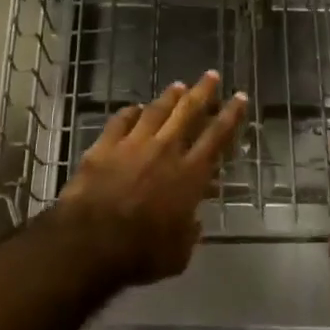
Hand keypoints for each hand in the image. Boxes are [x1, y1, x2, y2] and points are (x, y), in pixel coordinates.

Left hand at [57, 71, 246, 286]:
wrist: (91, 242)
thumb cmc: (141, 253)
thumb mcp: (178, 254)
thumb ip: (189, 233)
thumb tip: (192, 222)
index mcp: (190, 175)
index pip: (217, 137)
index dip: (231, 115)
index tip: (239, 97)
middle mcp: (165, 151)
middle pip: (188, 112)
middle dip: (203, 91)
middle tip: (211, 75)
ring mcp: (133, 144)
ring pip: (156, 110)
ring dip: (169, 97)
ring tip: (178, 85)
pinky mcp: (105, 145)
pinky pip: (121, 120)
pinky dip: (131, 112)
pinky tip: (135, 108)